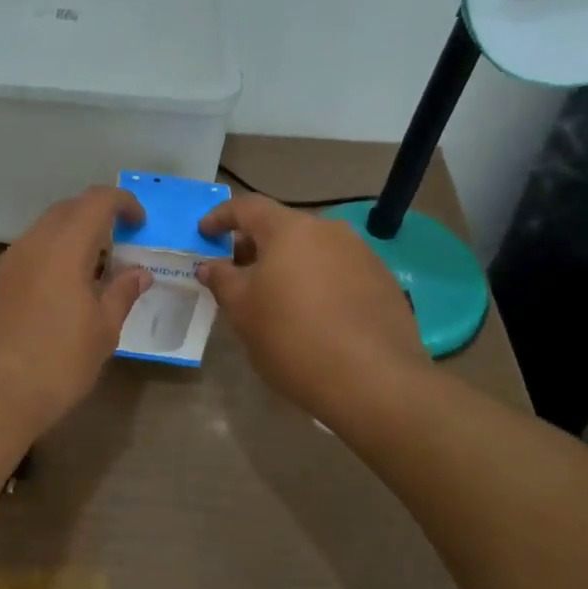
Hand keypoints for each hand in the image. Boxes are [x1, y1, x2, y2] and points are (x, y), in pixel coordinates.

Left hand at [0, 186, 151, 435]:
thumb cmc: (55, 364)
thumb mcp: (102, 332)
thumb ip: (122, 293)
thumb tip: (139, 273)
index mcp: (63, 247)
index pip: (96, 200)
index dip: (123, 203)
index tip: (140, 224)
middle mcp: (31, 245)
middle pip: (66, 210)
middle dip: (96, 217)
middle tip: (119, 246)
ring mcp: (5, 264)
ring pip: (43, 233)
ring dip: (71, 240)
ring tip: (92, 275)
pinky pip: (26, 257)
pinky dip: (50, 260)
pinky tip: (58, 297)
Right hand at [198, 195, 426, 419]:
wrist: (374, 381)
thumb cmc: (293, 339)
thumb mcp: (243, 312)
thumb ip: (223, 280)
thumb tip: (210, 265)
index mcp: (290, 230)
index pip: (247, 207)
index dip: (221, 217)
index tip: (204, 232)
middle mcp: (329, 231)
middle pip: (283, 227)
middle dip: (255, 245)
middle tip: (237, 272)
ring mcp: (362, 255)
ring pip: (313, 250)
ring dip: (289, 264)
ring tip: (275, 297)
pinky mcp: (383, 282)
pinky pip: (339, 271)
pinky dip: (318, 282)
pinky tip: (314, 315)